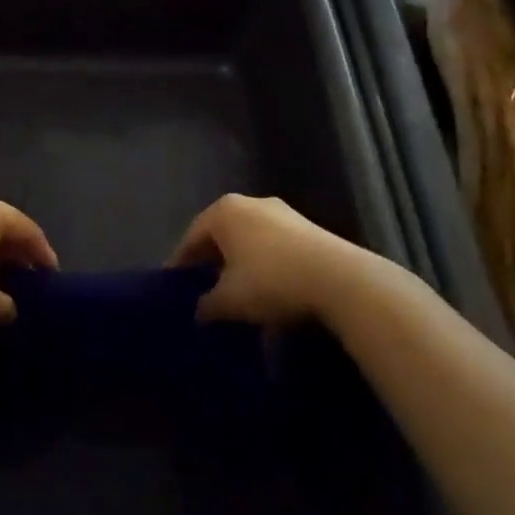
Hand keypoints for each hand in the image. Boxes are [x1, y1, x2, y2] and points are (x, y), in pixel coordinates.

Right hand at [167, 194, 368, 326]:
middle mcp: (250, 203)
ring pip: (248, 240)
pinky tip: (268, 291)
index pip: (191, 238)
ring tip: (236, 294)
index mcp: (223, 211)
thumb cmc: (271, 281)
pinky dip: (264, 265)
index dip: (181, 266)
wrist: (340, 280)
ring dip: (239, 265)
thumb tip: (199, 311)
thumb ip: (207, 305)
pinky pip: (273, 246)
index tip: (175, 289)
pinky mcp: (308, 228)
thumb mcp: (229, 301)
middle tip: (202, 291)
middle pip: (221, 235)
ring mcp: (282, 213)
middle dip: (211, 263)